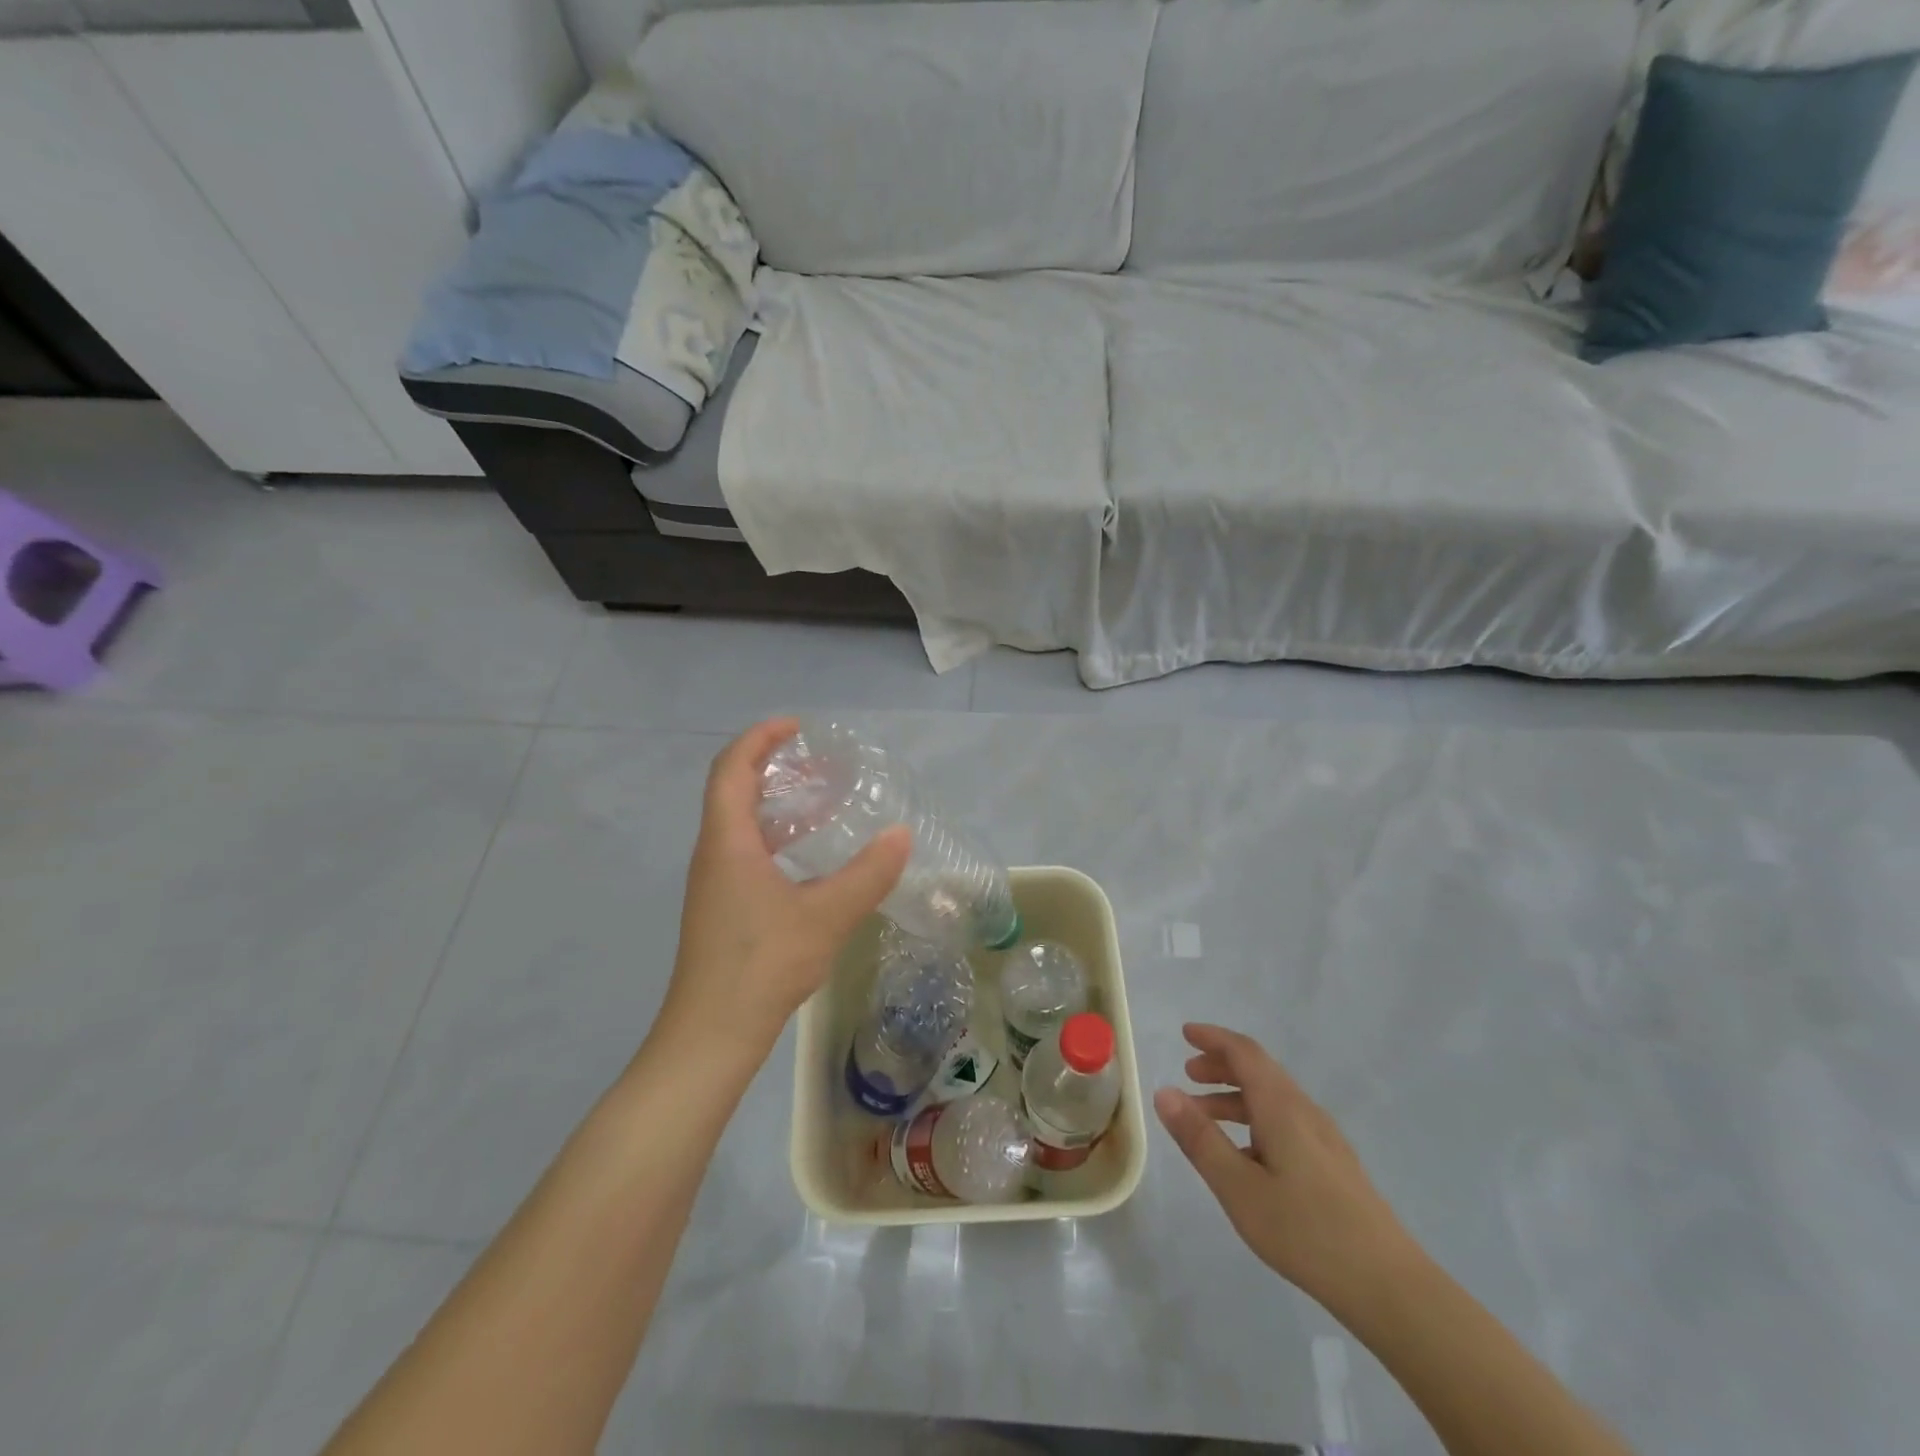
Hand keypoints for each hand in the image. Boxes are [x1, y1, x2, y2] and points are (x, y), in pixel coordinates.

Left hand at [658, 718, 910, 1062]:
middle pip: (733, 791)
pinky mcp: (723, 910)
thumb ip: (868, 873)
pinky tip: (809, 860)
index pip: (732, 769)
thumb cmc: (763, 963)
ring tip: (820, 802)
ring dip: (775, 805)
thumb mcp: (826, 914)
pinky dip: (776, 838)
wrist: (712, 1034)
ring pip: (740, 826)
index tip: (796, 727)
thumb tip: (902, 834)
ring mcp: (715, 884)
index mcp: (727, 842)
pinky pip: (746, 853)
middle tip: (817, 764)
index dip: (760, 739)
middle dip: (771, 767)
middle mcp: (714, 854)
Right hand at [1156, 1024, 1412, 1306]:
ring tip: (1204, 1118)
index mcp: (1282, 1107)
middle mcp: (1305, 1112)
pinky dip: (1254, 1120)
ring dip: (1235, 1096)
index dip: (1214, 1038)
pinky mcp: (1334, 1166)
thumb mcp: (1239, 1187)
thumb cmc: (1306, 1231)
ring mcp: (1325, 1140)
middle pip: (1260, 1071)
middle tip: (1188, 1073)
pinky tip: (1244, 1157)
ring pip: (1273, 1099)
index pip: (1245, 1053)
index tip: (1185, 1033)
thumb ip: (1199, 1138)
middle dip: (1221, 1065)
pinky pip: (1285, 1123)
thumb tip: (1164, 1091)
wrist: (1390, 1287)